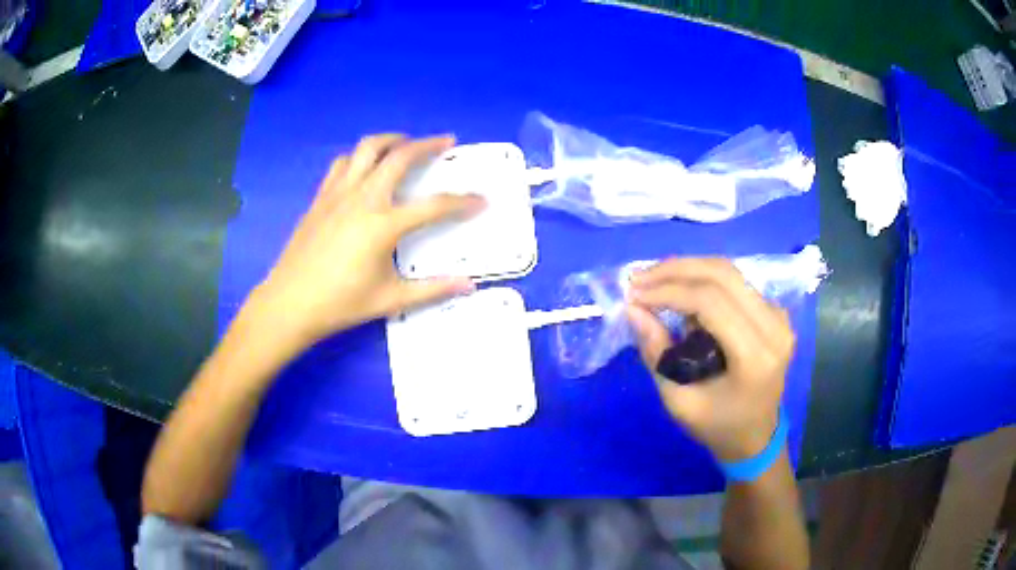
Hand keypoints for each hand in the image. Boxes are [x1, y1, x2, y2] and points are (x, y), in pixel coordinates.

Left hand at [249, 134, 484, 349]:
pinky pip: (342, 163)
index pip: (434, 206)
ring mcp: (339, 193)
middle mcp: (363, 198)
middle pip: (400, 156)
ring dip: (391, 139)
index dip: (462, 202)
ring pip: (367, 148)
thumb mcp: (390, 299)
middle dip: (428, 145)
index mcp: (383, 224)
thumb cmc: (340, 303)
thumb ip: (432, 289)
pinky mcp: (321, 196)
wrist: (290, 302)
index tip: (481, 200)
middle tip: (446, 142)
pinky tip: (365, 166)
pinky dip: (360, 156)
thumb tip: (469, 286)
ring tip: (405, 143)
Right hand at [626, 259, 794, 461]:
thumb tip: (633, 309)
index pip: (711, 302)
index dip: (668, 290)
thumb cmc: (718, 427)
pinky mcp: (775, 312)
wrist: (756, 436)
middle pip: (722, 275)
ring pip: (729, 272)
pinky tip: (679, 290)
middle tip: (638, 278)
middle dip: (675, 270)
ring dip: (687, 270)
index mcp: (755, 356)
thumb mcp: (679, 402)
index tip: (633, 294)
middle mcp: (774, 326)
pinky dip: (703, 280)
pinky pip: (735, 283)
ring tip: (653, 280)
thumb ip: (656, 353)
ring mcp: (779, 316)